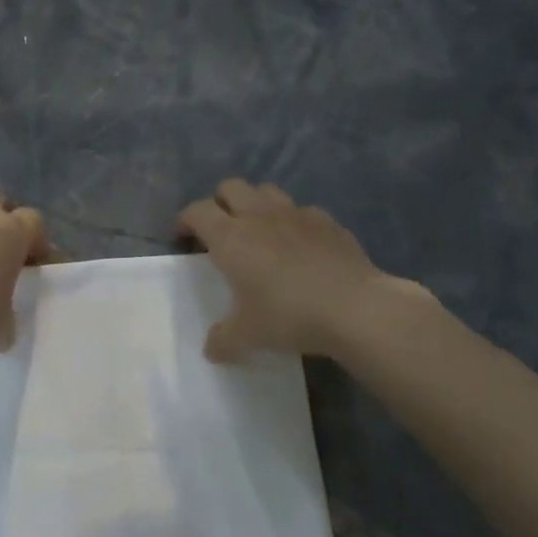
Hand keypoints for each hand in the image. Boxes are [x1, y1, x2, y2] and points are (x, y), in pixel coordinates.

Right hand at [178, 179, 425, 361]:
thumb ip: (222, 340)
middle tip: (220, 232)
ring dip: (255, 205)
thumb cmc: (287, 316)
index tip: (184, 239)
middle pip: (230, 187)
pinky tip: (299, 247)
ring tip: (259, 232)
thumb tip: (212, 349)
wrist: (353, 308)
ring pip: (266, 191)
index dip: (185, 221)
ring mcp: (297, 214)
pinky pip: (302, 211)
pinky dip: (292, 222)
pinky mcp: (328, 221)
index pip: (197, 211)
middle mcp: (260, 216)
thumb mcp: (246, 336)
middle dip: (220, 203)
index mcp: (230, 238)